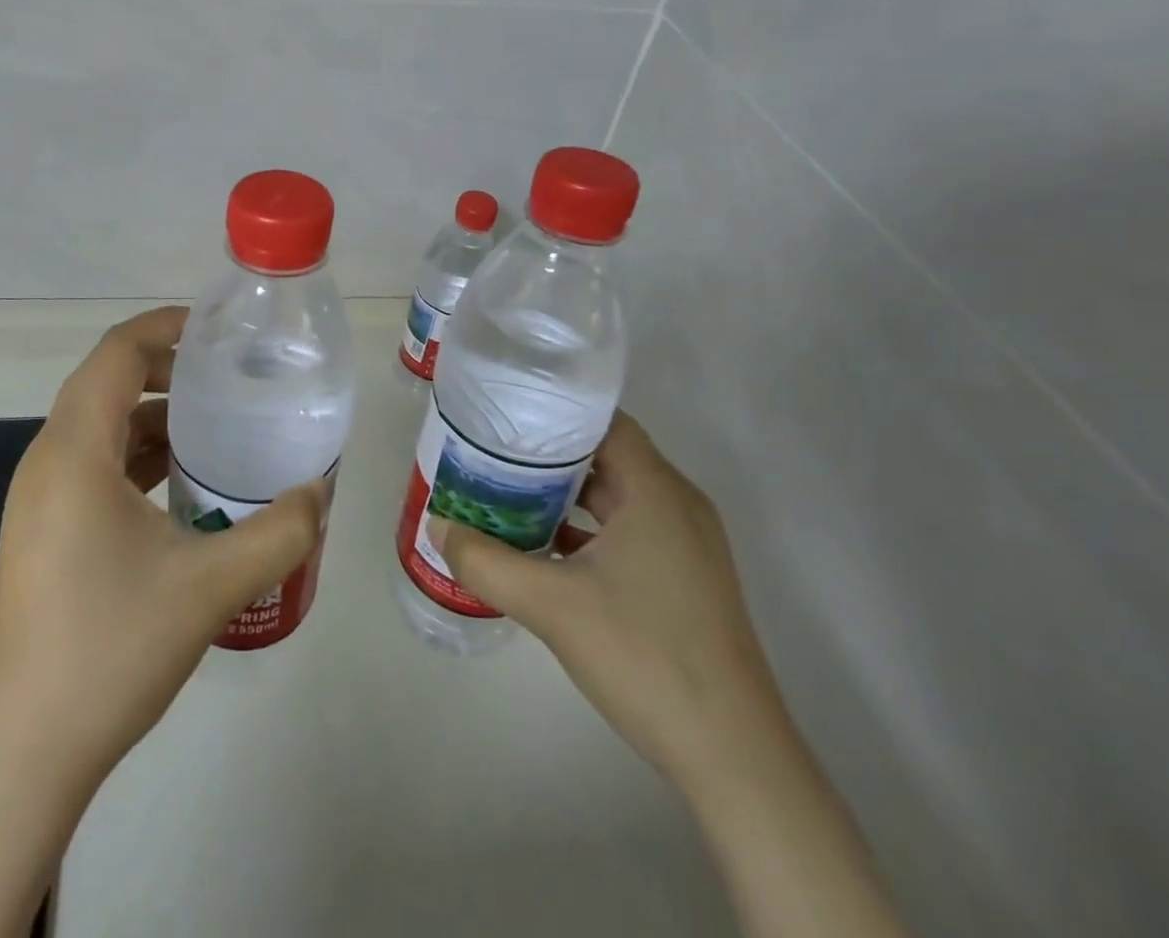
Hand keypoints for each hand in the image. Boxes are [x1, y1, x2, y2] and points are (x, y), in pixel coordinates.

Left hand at [0, 306, 328, 786]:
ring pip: (99, 427)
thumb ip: (280, 531)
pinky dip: (136, 456)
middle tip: (225, 376)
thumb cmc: (111, 649)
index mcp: (74, 452)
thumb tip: (320, 493)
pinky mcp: (42, 533)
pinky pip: (92, 466)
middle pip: (106, 383)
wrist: (26, 753)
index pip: (117, 354)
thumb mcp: (211, 585)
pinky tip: (180, 486)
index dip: (165, 326)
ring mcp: (38, 501)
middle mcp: (47, 463)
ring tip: (213, 427)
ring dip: (152, 416)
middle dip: (165, 368)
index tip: (216, 330)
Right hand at [430, 411, 783, 787]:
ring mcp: (687, 545)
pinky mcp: (685, 580)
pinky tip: (545, 550)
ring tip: (507, 495)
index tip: (505, 416)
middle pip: (606, 457)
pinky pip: (629, 532)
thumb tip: (436, 525)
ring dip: (565, 496)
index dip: (554, 412)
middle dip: (549, 455)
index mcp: (656, 491)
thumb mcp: (551, 605)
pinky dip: (588, 530)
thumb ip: (486, 561)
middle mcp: (678, 505)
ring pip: (616, 498)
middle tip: (493, 455)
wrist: (733, 757)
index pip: (603, 422)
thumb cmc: (644, 655)